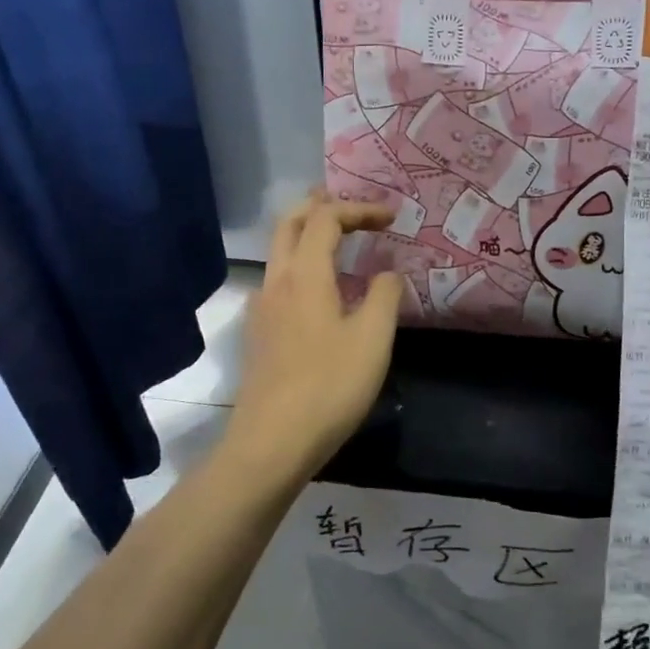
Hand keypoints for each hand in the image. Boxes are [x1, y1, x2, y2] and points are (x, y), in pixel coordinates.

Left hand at [224, 194, 400, 479]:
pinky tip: (318, 290)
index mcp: (306, 274)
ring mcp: (262, 308)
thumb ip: (385, 296)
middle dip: (320, 206)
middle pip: (290, 223)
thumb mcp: (373, 339)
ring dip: (307, 233)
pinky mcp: (259, 333)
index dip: (359, 209)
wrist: (273, 442)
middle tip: (351, 206)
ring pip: (279, 251)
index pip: (327, 218)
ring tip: (337, 238)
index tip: (391, 218)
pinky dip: (300, 264)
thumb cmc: (330, 386)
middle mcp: (277, 281)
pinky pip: (278, 280)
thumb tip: (388, 272)